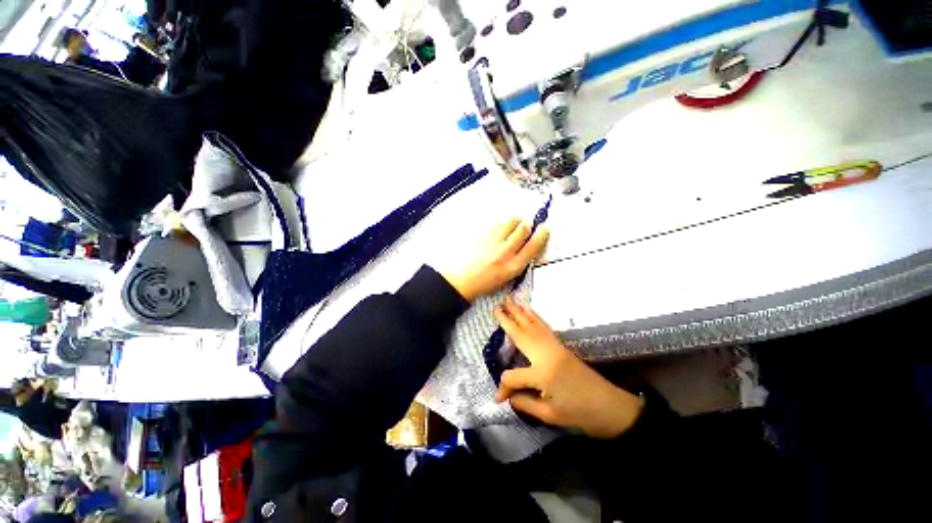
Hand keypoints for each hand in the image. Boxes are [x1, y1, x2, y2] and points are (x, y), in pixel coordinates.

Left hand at [441, 218, 549, 301]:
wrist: (463, 280)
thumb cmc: (485, 282)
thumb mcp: (507, 277)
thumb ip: (519, 261)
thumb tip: (527, 244)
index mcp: (513, 266)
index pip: (533, 246)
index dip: (542, 235)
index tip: (544, 229)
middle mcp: (505, 252)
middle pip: (523, 229)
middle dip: (527, 225)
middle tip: (525, 226)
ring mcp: (492, 242)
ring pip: (511, 221)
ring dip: (515, 222)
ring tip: (512, 226)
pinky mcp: (482, 235)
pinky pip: (496, 223)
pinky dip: (500, 225)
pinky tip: (497, 231)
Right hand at [493, 297, 643, 438]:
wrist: (610, 407)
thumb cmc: (579, 414)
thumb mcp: (550, 415)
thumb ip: (525, 403)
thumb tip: (507, 395)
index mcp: (542, 373)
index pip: (513, 377)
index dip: (504, 388)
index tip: (499, 398)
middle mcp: (546, 354)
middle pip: (521, 334)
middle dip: (507, 320)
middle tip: (496, 305)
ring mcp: (554, 347)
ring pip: (532, 326)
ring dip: (520, 312)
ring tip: (510, 300)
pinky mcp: (561, 346)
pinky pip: (544, 327)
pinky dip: (535, 317)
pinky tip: (529, 311)